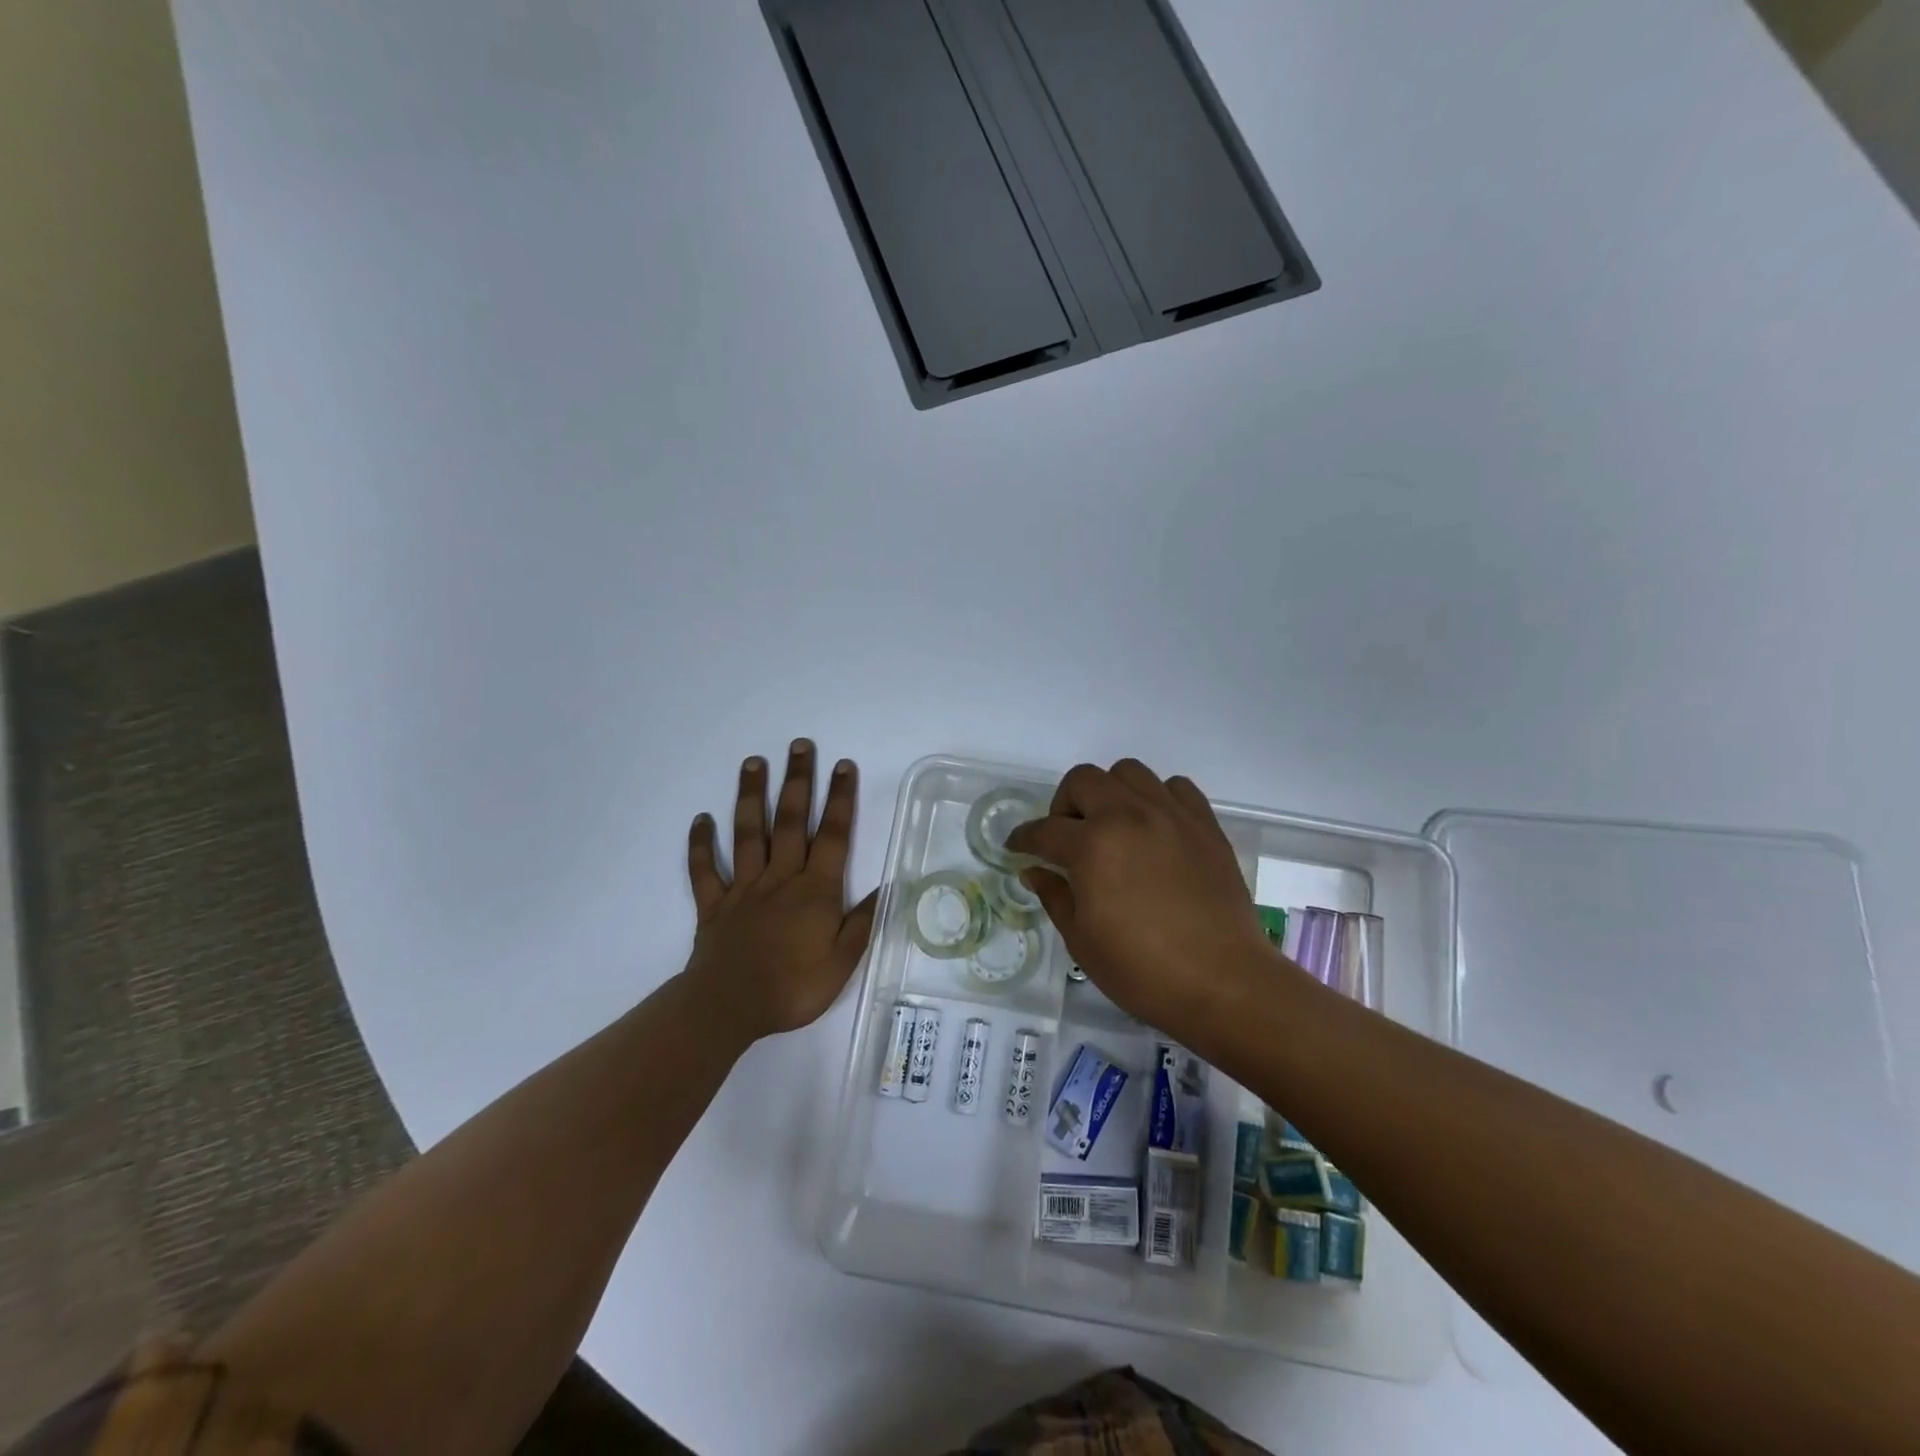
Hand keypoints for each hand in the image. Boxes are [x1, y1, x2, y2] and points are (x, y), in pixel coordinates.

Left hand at [684, 740, 878, 1041]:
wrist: (729, 1008)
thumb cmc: (793, 987)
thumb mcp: (842, 962)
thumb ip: (863, 921)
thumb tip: (889, 887)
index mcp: (815, 890)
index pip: (832, 835)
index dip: (840, 798)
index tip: (842, 766)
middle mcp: (780, 878)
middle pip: (790, 821)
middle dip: (797, 781)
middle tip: (799, 745)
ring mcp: (744, 888)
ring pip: (748, 833)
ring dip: (751, 796)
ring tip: (753, 762)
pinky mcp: (714, 905)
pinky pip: (705, 870)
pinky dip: (701, 844)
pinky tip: (700, 820)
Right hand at [1006, 759, 1274, 1037]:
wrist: (1223, 982)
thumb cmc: (1142, 970)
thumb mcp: (1082, 941)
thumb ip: (1055, 896)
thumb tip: (1034, 871)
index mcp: (1092, 846)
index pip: (1044, 830)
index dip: (1024, 838)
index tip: (1017, 847)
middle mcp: (1129, 816)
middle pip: (1083, 780)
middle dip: (1063, 804)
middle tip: (1067, 838)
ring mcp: (1171, 816)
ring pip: (1129, 772)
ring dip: (1110, 792)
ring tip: (1112, 826)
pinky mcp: (1205, 825)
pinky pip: (1176, 787)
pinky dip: (1157, 797)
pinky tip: (1154, 827)